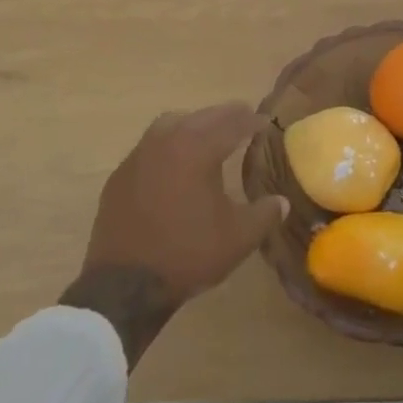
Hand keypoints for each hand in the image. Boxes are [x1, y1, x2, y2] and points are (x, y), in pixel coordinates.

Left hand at [62, 103, 286, 365]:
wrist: (124, 285)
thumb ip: (265, 214)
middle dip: (225, 116)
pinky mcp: (121, 174)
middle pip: (202, 117)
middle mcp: (167, 141)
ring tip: (208, 135)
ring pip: (172, 123)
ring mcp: (139, 155)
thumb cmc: (187, 254)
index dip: (252, 121)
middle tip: (243, 119)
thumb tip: (281, 201)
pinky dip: (170, 144)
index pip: (232, 123)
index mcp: (198, 149)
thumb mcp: (238, 238)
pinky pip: (151, 145)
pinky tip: (175, 164)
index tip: (266, 122)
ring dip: (194, 123)